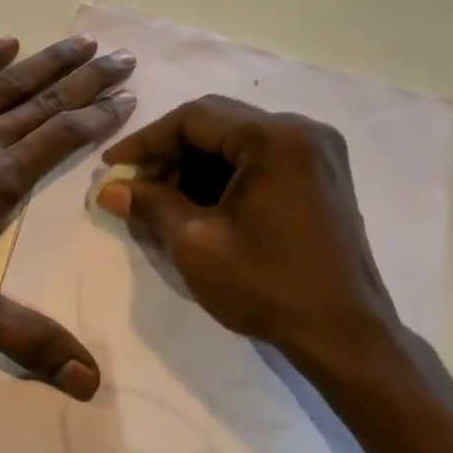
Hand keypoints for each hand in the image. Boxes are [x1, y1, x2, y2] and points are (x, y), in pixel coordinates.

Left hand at [0, 34, 136, 398]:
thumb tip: (91, 382)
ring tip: (79, 41)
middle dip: (86, 80)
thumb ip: (28, 340)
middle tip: (123, 55)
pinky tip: (2, 44)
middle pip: (41, 103)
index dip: (99, 118)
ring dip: (43, 62)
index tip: (129, 96)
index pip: (60, 140)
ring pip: (1, 84)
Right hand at [95, 95, 404, 377]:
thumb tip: (108, 189)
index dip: (146, 140)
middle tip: (134, 184)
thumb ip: (150, 205)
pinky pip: (260, 156)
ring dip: (196, 163)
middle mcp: (301, 129)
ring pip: (237, 139)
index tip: (111, 165)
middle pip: (217, 122)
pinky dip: (225, 173)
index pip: (194, 118)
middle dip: (170, 152)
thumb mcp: (196, 244)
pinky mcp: (321, 172)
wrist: (344, 334)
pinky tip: (199, 203)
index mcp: (274, 138)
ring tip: (162, 199)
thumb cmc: (268, 287)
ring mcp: (317, 150)